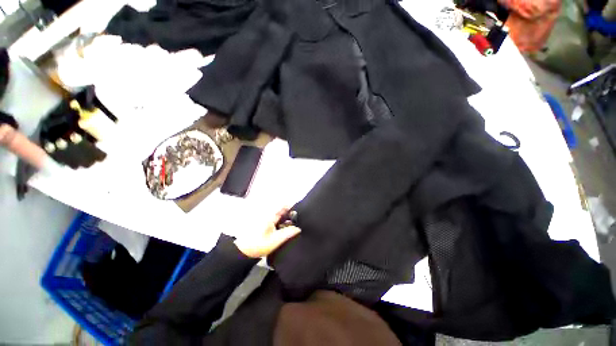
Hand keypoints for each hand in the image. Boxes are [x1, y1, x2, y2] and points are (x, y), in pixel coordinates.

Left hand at [234, 208, 300, 257]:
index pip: (283, 206)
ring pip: (280, 215)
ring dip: (288, 219)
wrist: (244, 251)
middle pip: (283, 210)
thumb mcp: (275, 240)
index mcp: (270, 216)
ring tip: (296, 225)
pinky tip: (287, 229)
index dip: (292, 206)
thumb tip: (298, 228)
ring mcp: (267, 219)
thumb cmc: (259, 244)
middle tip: (300, 220)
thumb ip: (288, 233)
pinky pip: (277, 220)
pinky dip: (283, 223)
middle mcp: (269, 215)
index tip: (300, 209)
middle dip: (291, 213)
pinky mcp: (266, 224)